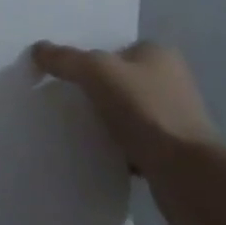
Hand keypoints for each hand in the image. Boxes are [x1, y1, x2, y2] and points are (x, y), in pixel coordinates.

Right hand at [30, 40, 217, 224]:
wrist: (187, 175)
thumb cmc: (145, 111)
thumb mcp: (96, 72)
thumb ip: (65, 59)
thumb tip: (38, 49)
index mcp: (159, 54)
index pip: (115, 49)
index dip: (88, 59)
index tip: (63, 75)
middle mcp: (171, 81)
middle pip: (119, 80)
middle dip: (94, 91)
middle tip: (63, 100)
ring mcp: (174, 118)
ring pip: (126, 113)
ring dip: (105, 121)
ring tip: (73, 128)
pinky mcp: (173, 152)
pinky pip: (134, 143)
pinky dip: (116, 148)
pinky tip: (95, 154)